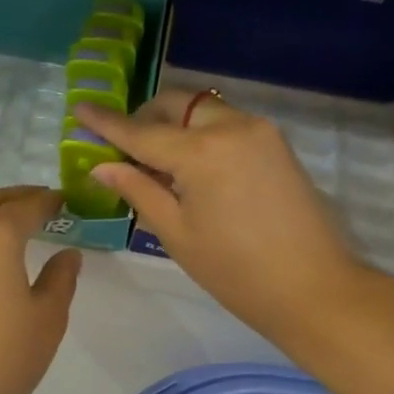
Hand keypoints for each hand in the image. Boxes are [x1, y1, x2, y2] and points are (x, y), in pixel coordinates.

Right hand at [75, 90, 363, 345]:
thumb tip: (103, 166)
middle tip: (125, 148)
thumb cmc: (235, 271)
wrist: (313, 288)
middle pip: (176, 105)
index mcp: (202, 152)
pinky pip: (227, 124)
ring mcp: (260, 131)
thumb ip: (139, 190)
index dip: (106, 122)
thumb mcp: (177, 233)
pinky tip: (194, 169)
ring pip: (204, 111)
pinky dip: (202, 135)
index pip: (141, 132)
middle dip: (146, 117)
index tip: (79, 107)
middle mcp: (232, 127)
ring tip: (160, 165)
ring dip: (176, 125)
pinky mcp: (276, 144)